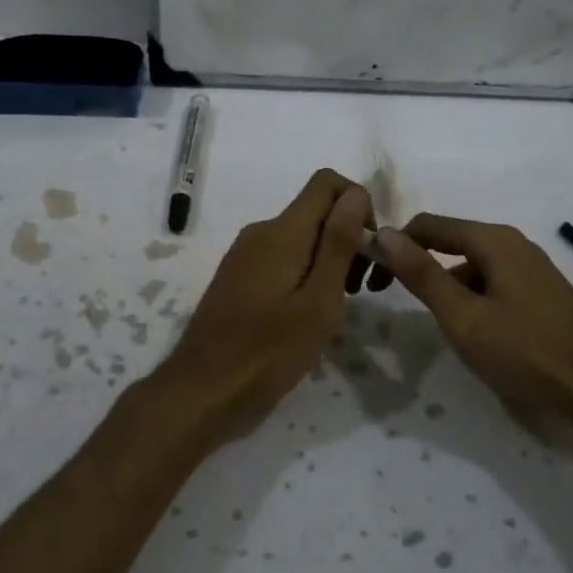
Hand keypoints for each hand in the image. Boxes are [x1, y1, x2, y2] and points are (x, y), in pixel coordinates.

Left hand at [149, 170, 371, 447]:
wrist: (202, 391)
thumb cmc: (268, 351)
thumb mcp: (318, 302)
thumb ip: (338, 245)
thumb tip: (355, 193)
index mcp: (282, 231)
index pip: (326, 182)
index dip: (357, 204)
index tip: (369, 250)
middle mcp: (260, 232)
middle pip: (315, 211)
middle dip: (346, 238)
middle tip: (358, 290)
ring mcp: (245, 255)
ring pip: (300, 237)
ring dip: (328, 260)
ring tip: (335, 307)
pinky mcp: (238, 277)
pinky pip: (281, 258)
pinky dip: (305, 274)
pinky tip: (307, 314)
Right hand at [376, 214, 572, 444]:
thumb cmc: (524, 351)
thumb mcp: (462, 316)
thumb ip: (421, 273)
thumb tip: (383, 233)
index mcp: (494, 240)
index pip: (428, 225)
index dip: (395, 246)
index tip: (372, 277)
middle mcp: (515, 244)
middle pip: (452, 242)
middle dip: (421, 267)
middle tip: (398, 302)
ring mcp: (534, 268)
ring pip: (474, 266)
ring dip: (448, 286)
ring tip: (441, 325)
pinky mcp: (545, 292)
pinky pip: (496, 283)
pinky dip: (474, 298)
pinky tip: (477, 332)